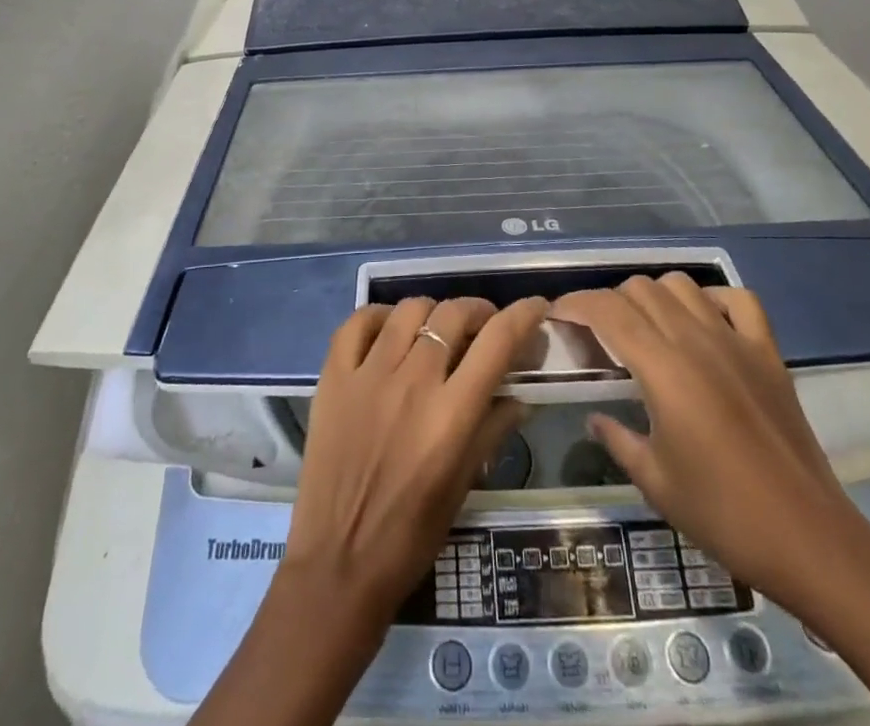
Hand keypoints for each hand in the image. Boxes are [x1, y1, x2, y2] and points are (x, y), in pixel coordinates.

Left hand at [282, 294, 551, 621]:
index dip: (522, 315)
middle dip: (478, 311)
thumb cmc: (411, 536)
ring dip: (433, 313)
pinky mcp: (334, 377)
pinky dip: (379, 317)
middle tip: (483, 326)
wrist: (339, 564)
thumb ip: (492, 432)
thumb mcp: (463, 486)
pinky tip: (389, 331)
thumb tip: (519, 396)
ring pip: (409, 310)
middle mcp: (413, 382)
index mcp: (451, 414)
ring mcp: (368, 374)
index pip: (497, 342)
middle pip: (453, 314)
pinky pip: (357, 322)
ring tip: (436, 330)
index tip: (535, 306)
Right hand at [551, 275, 869, 616]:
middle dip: (610, 302)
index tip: (557, 316)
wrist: (809, 539)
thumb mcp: (654, 482)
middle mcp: (696, 340)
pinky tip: (702, 323)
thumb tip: (596, 416)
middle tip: (599, 336)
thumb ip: (617, 439)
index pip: (607, 310)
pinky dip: (712, 299)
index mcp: (663, 368)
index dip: (575, 304)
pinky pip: (739, 300)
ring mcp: (736, 341)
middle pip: (640, 289)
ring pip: (682, 285)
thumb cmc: (723, 514)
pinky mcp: (768, 352)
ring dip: (654, 296)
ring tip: (647, 329)